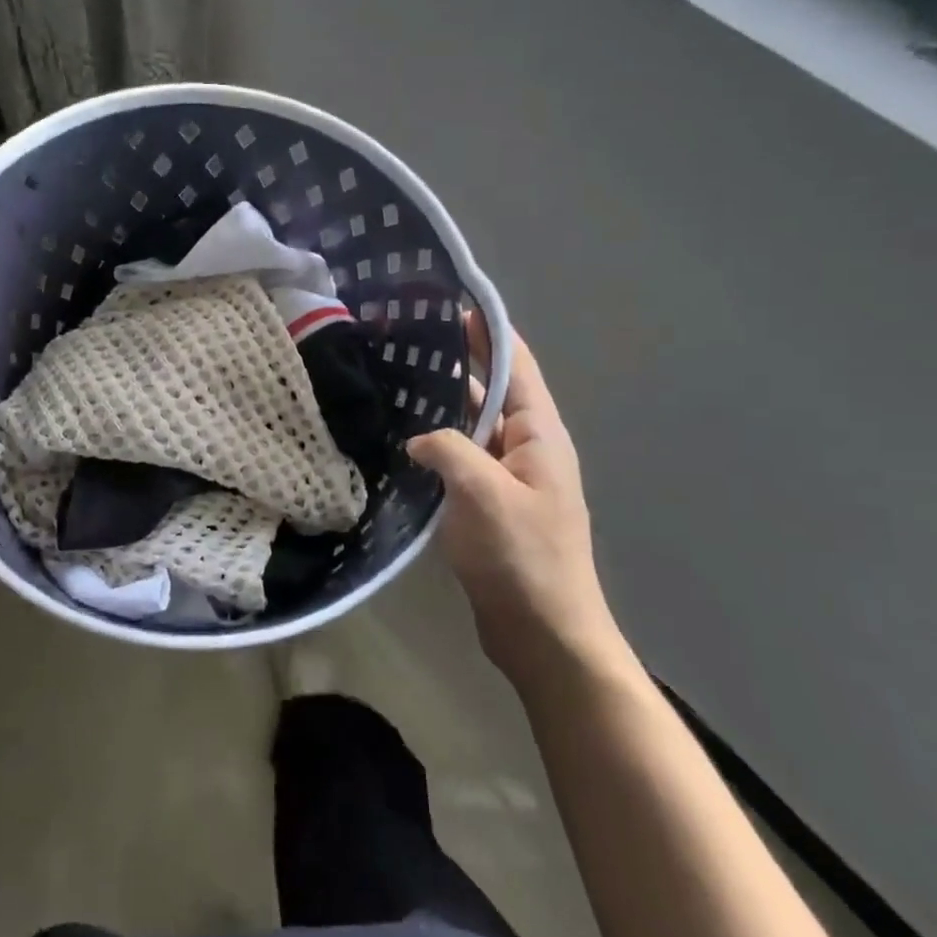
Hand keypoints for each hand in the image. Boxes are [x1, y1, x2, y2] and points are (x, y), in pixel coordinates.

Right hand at [407, 317, 620, 683]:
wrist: (543, 635)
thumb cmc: (524, 559)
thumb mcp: (485, 494)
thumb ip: (449, 450)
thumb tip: (418, 438)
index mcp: (540, 436)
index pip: (516, 366)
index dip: (488, 332)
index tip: (452, 301)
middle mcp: (526, 448)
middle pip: (491, 391)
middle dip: (456, 362)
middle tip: (406, 339)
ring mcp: (506, 478)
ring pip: (470, 427)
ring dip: (440, 405)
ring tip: (394, 381)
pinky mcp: (486, 505)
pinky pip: (458, 460)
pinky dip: (434, 446)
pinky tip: (400, 441)